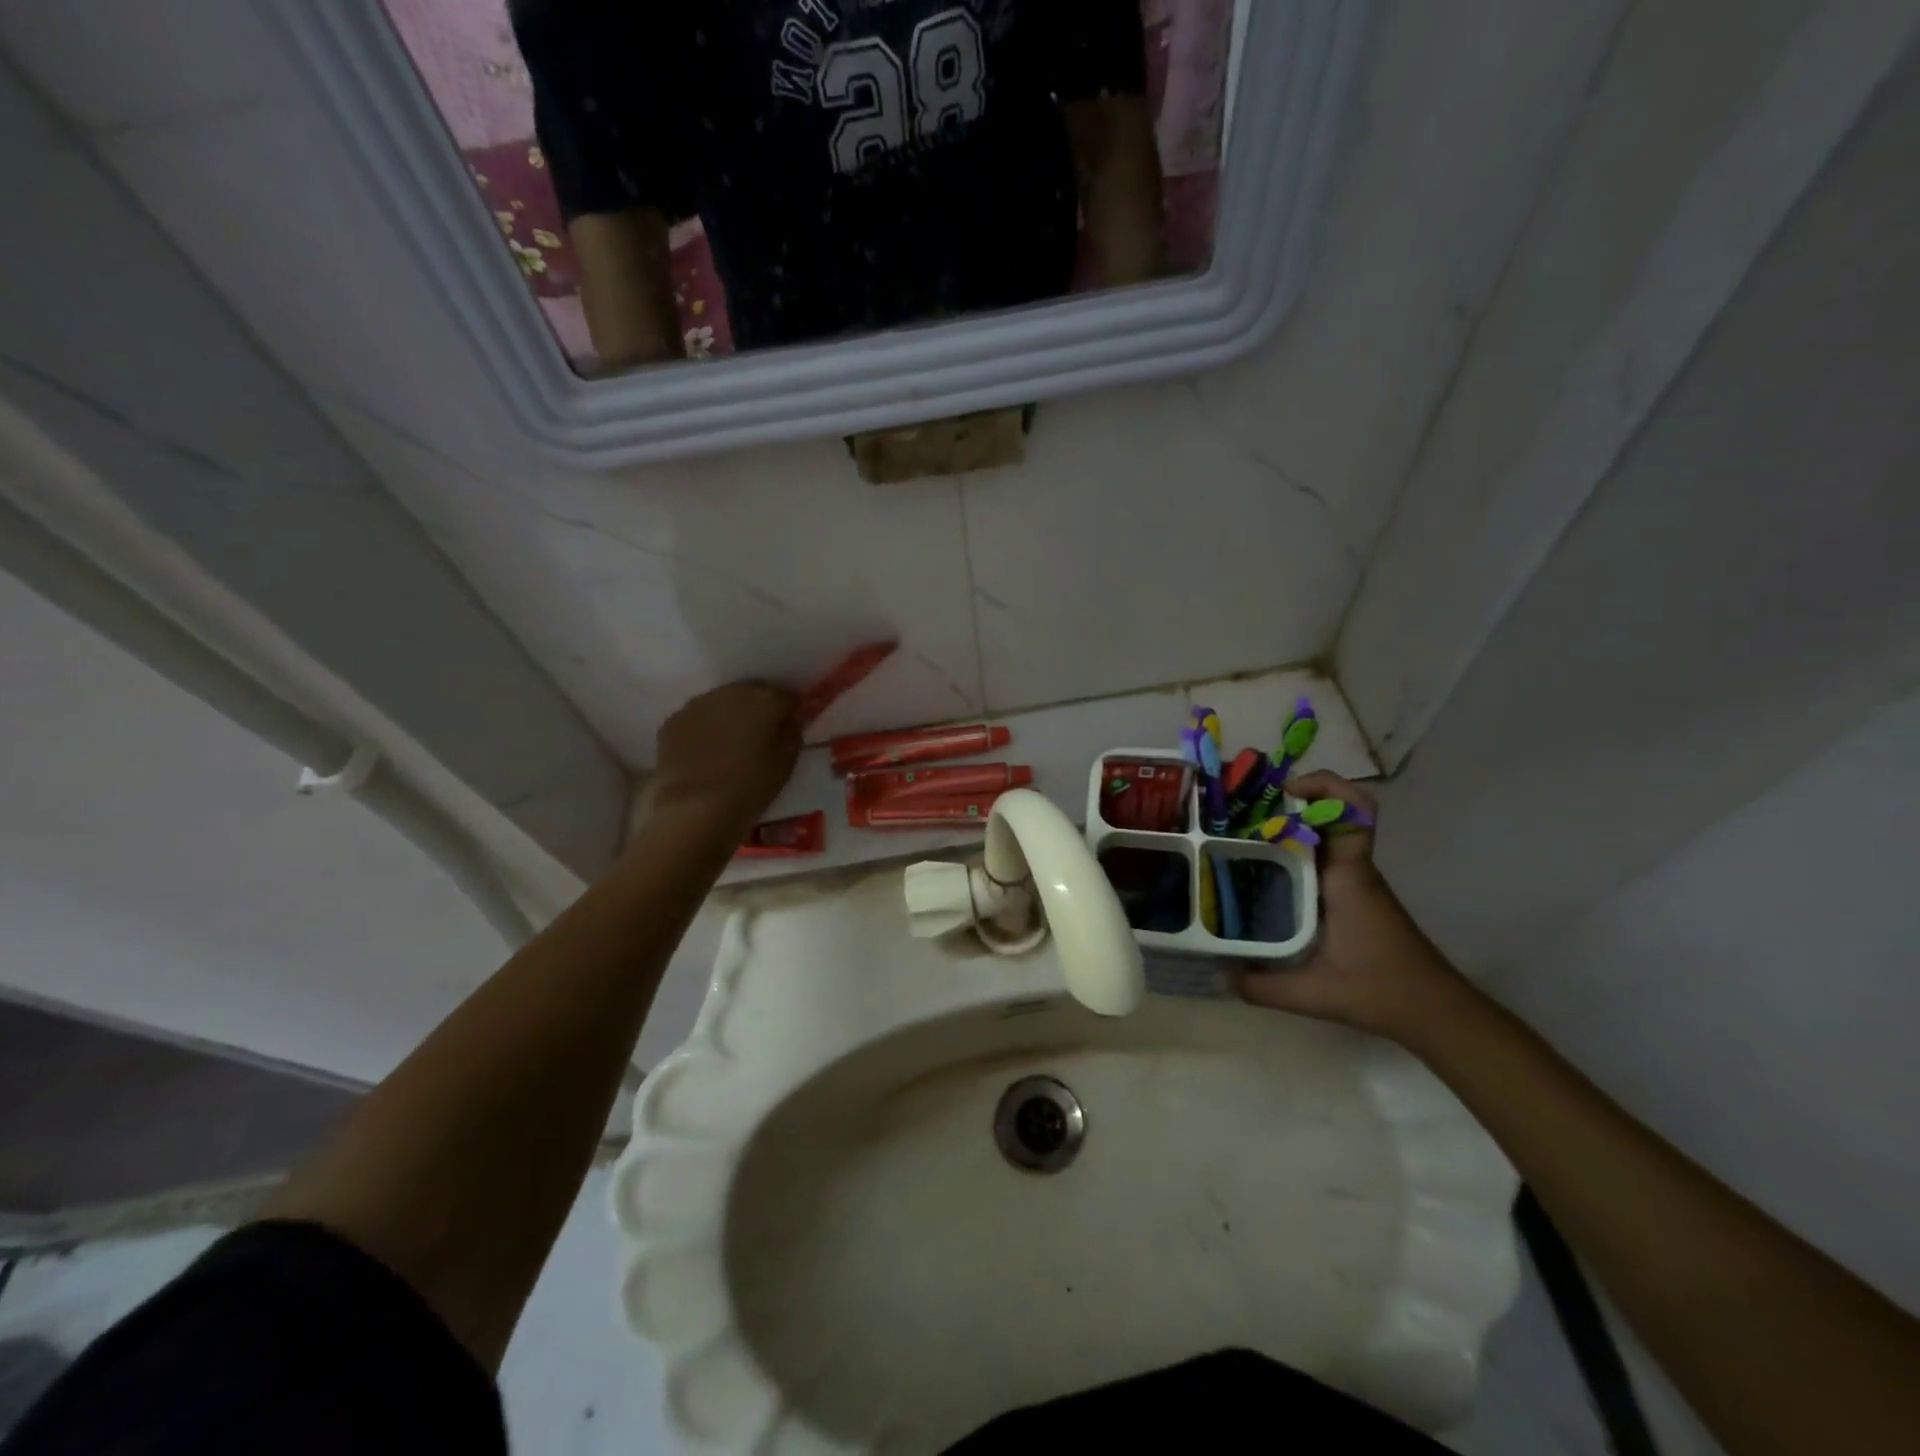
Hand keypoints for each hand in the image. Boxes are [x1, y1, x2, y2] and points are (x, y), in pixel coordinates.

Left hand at [642, 681, 800, 841]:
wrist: (696, 807)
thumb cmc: (751, 785)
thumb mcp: (787, 761)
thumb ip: (792, 731)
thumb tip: (788, 718)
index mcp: (765, 699)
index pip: (786, 696)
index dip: (789, 711)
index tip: (789, 727)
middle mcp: (731, 692)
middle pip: (752, 693)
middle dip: (758, 709)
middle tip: (759, 736)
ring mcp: (698, 704)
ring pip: (722, 703)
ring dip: (729, 717)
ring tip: (730, 744)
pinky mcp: (673, 720)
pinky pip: (697, 718)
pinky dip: (704, 728)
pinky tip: (705, 752)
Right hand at [1237, 773, 1469, 1043]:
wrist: (1437, 1013)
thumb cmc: (1382, 991)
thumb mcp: (1314, 994)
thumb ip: (1262, 986)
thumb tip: (1219, 975)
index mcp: (1348, 877)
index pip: (1353, 812)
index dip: (1324, 786)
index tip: (1284, 790)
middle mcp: (1353, 871)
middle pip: (1331, 815)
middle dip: (1289, 804)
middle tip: (1241, 812)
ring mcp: (1356, 883)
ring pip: (1325, 838)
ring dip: (1290, 829)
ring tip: (1241, 836)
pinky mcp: (1354, 898)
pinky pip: (1322, 861)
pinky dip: (1295, 856)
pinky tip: (1263, 875)